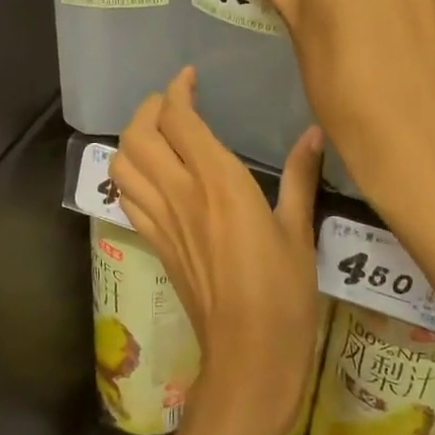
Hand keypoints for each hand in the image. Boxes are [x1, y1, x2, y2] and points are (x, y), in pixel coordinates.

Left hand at [110, 68, 322, 434]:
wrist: (248, 356)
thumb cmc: (284, 294)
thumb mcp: (299, 231)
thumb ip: (300, 177)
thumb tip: (313, 134)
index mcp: (219, 182)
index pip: (179, 119)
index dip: (177, 90)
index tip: (190, 78)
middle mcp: (181, 193)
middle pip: (139, 134)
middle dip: (149, 108)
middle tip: (173, 104)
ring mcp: (161, 220)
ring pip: (121, 163)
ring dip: (132, 139)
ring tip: (158, 134)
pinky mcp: (154, 243)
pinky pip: (125, 197)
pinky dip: (128, 174)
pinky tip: (151, 175)